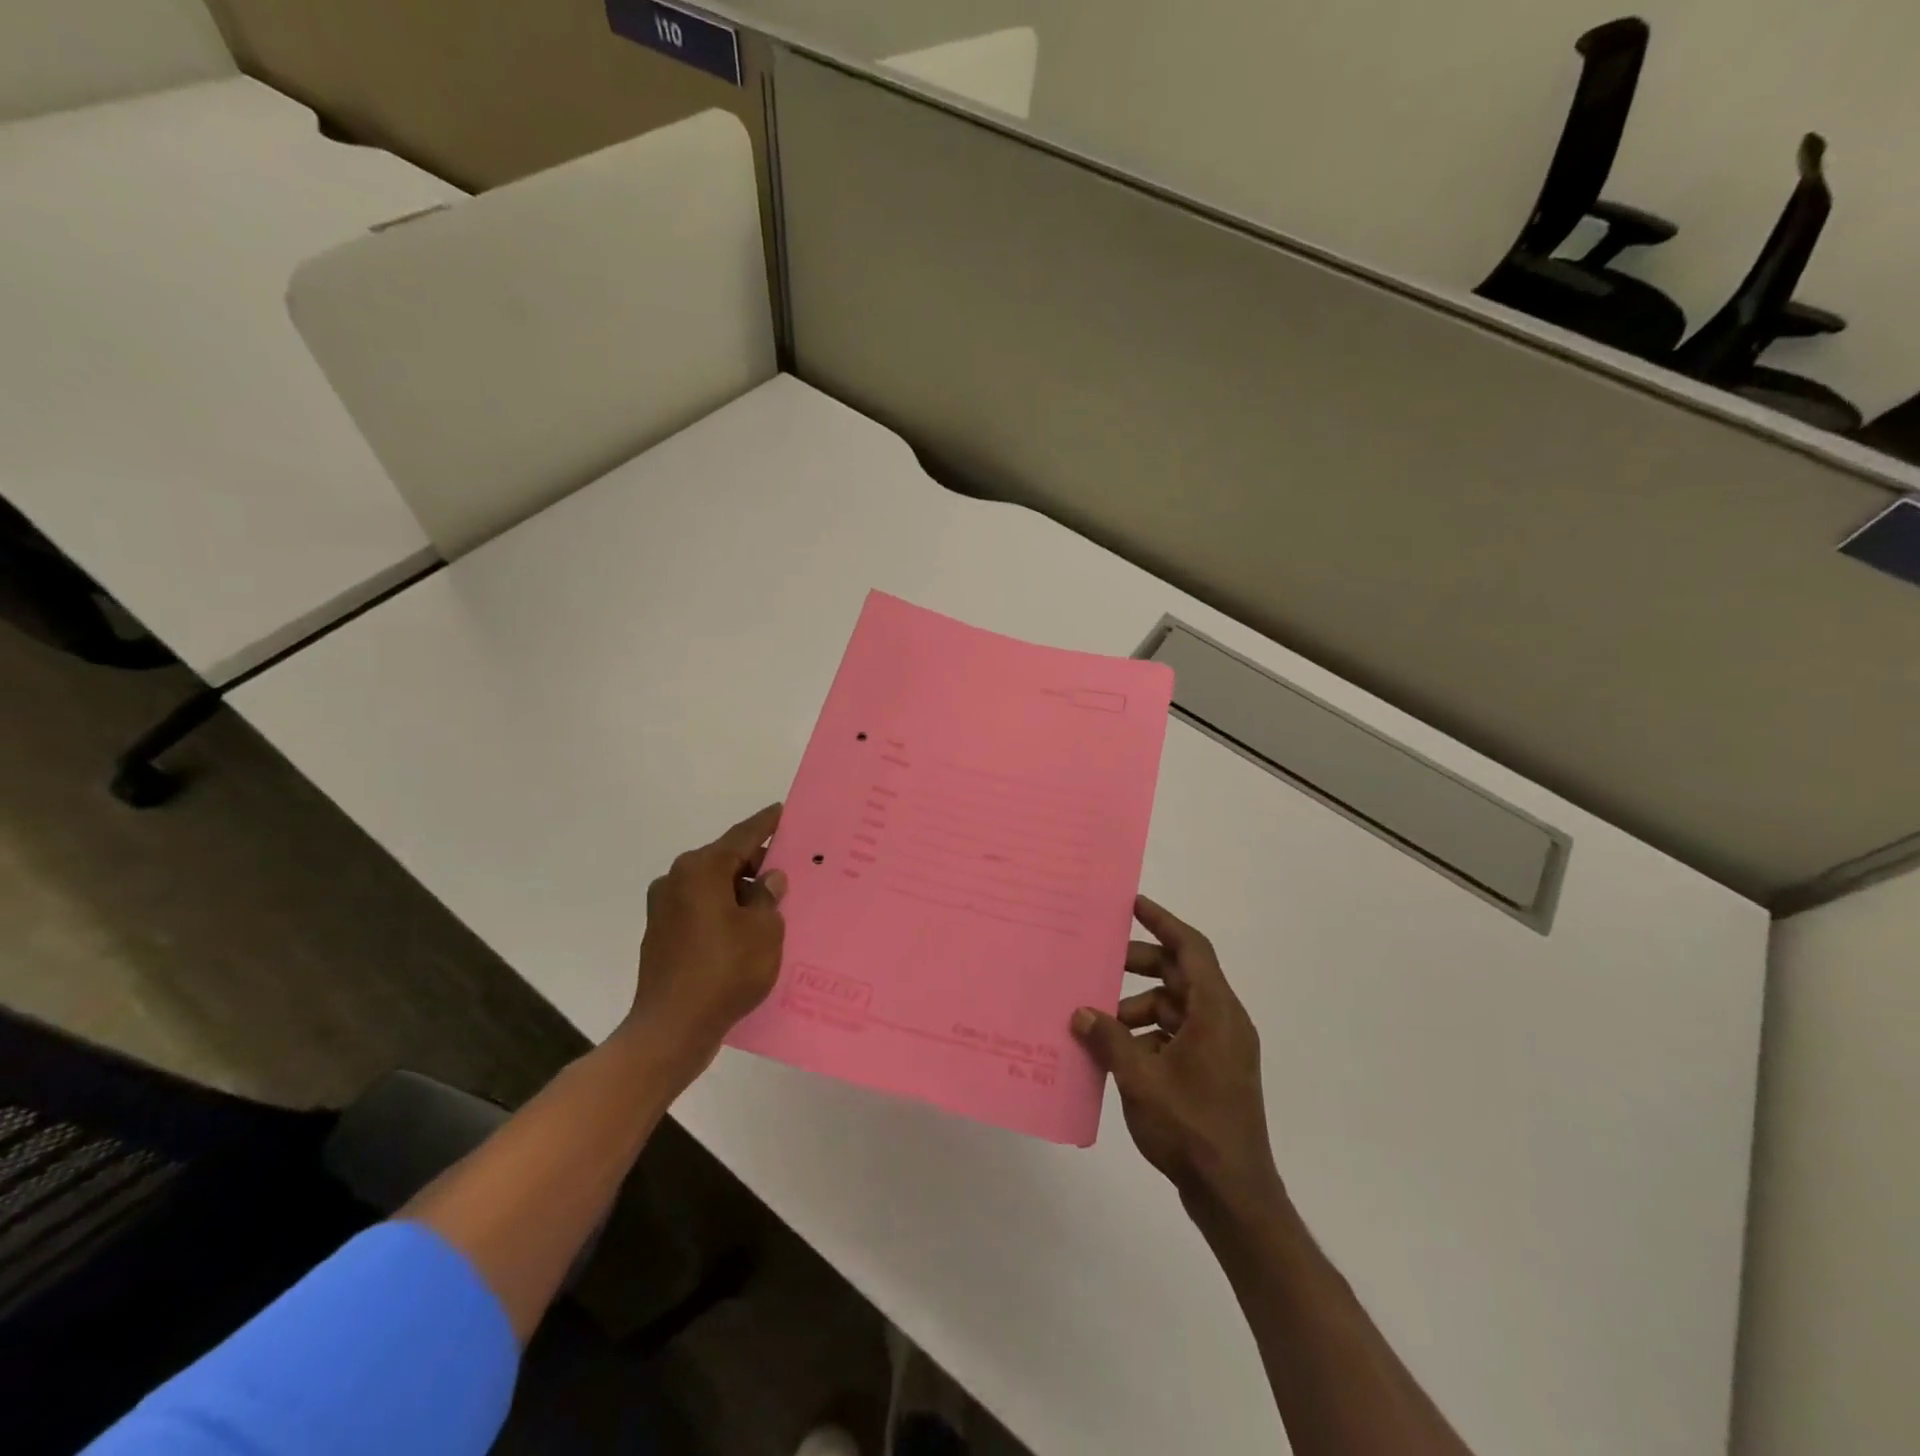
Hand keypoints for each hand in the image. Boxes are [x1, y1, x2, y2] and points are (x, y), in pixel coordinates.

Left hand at [627, 804, 788, 1074]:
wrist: (672, 1029)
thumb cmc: (725, 971)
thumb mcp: (763, 931)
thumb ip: (768, 897)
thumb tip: (768, 879)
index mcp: (701, 869)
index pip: (742, 836)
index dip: (766, 824)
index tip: (782, 811)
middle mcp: (677, 879)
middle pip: (725, 860)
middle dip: (756, 863)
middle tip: (788, 866)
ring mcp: (664, 908)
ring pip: (712, 886)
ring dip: (740, 890)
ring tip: (772, 902)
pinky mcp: (661, 934)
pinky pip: (701, 909)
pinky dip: (724, 911)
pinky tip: (746, 928)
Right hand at [1073, 896, 1280, 1207]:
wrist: (1234, 1196)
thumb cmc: (1191, 1128)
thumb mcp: (1141, 1079)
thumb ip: (1109, 1039)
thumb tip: (1081, 1012)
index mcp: (1216, 1012)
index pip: (1192, 948)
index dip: (1163, 921)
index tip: (1132, 904)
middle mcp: (1223, 1022)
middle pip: (1181, 975)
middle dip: (1140, 966)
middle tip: (1100, 962)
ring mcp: (1220, 1049)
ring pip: (1175, 1007)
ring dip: (1138, 1006)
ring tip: (1099, 1020)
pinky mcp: (1212, 1072)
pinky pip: (1176, 1035)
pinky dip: (1147, 1034)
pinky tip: (1116, 1052)